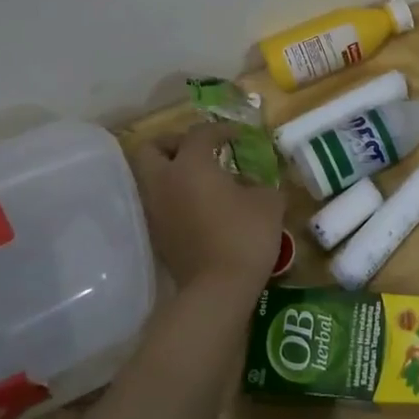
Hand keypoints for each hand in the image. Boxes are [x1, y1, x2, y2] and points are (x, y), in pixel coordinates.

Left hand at [129, 122, 284, 310]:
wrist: (218, 289)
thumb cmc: (244, 235)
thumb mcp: (268, 201)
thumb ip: (259, 183)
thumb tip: (250, 181)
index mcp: (190, 164)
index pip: (199, 134)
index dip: (220, 130)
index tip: (238, 136)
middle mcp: (164, 182)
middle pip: (151, 149)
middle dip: (173, 143)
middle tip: (199, 150)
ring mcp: (155, 211)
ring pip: (151, 178)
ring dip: (171, 173)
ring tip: (201, 180)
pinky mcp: (156, 236)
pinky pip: (159, 204)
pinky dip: (174, 198)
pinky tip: (199, 207)